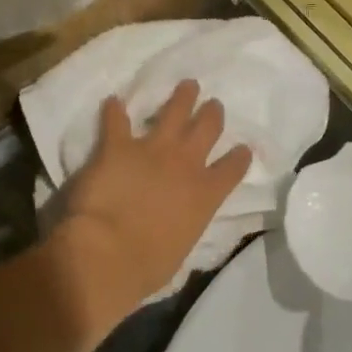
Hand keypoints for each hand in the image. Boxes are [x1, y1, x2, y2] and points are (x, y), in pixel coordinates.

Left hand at [50, 81, 250, 328]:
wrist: (108, 254)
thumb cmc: (147, 265)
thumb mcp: (182, 249)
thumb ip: (185, 225)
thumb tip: (178, 225)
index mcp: (205, 194)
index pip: (232, 169)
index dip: (239, 157)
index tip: (242, 149)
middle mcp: (185, 164)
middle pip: (207, 128)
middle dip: (212, 113)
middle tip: (213, 105)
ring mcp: (152, 149)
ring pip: (173, 111)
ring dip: (181, 97)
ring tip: (187, 85)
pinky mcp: (118, 145)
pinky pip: (116, 120)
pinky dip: (113, 110)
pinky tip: (113, 101)